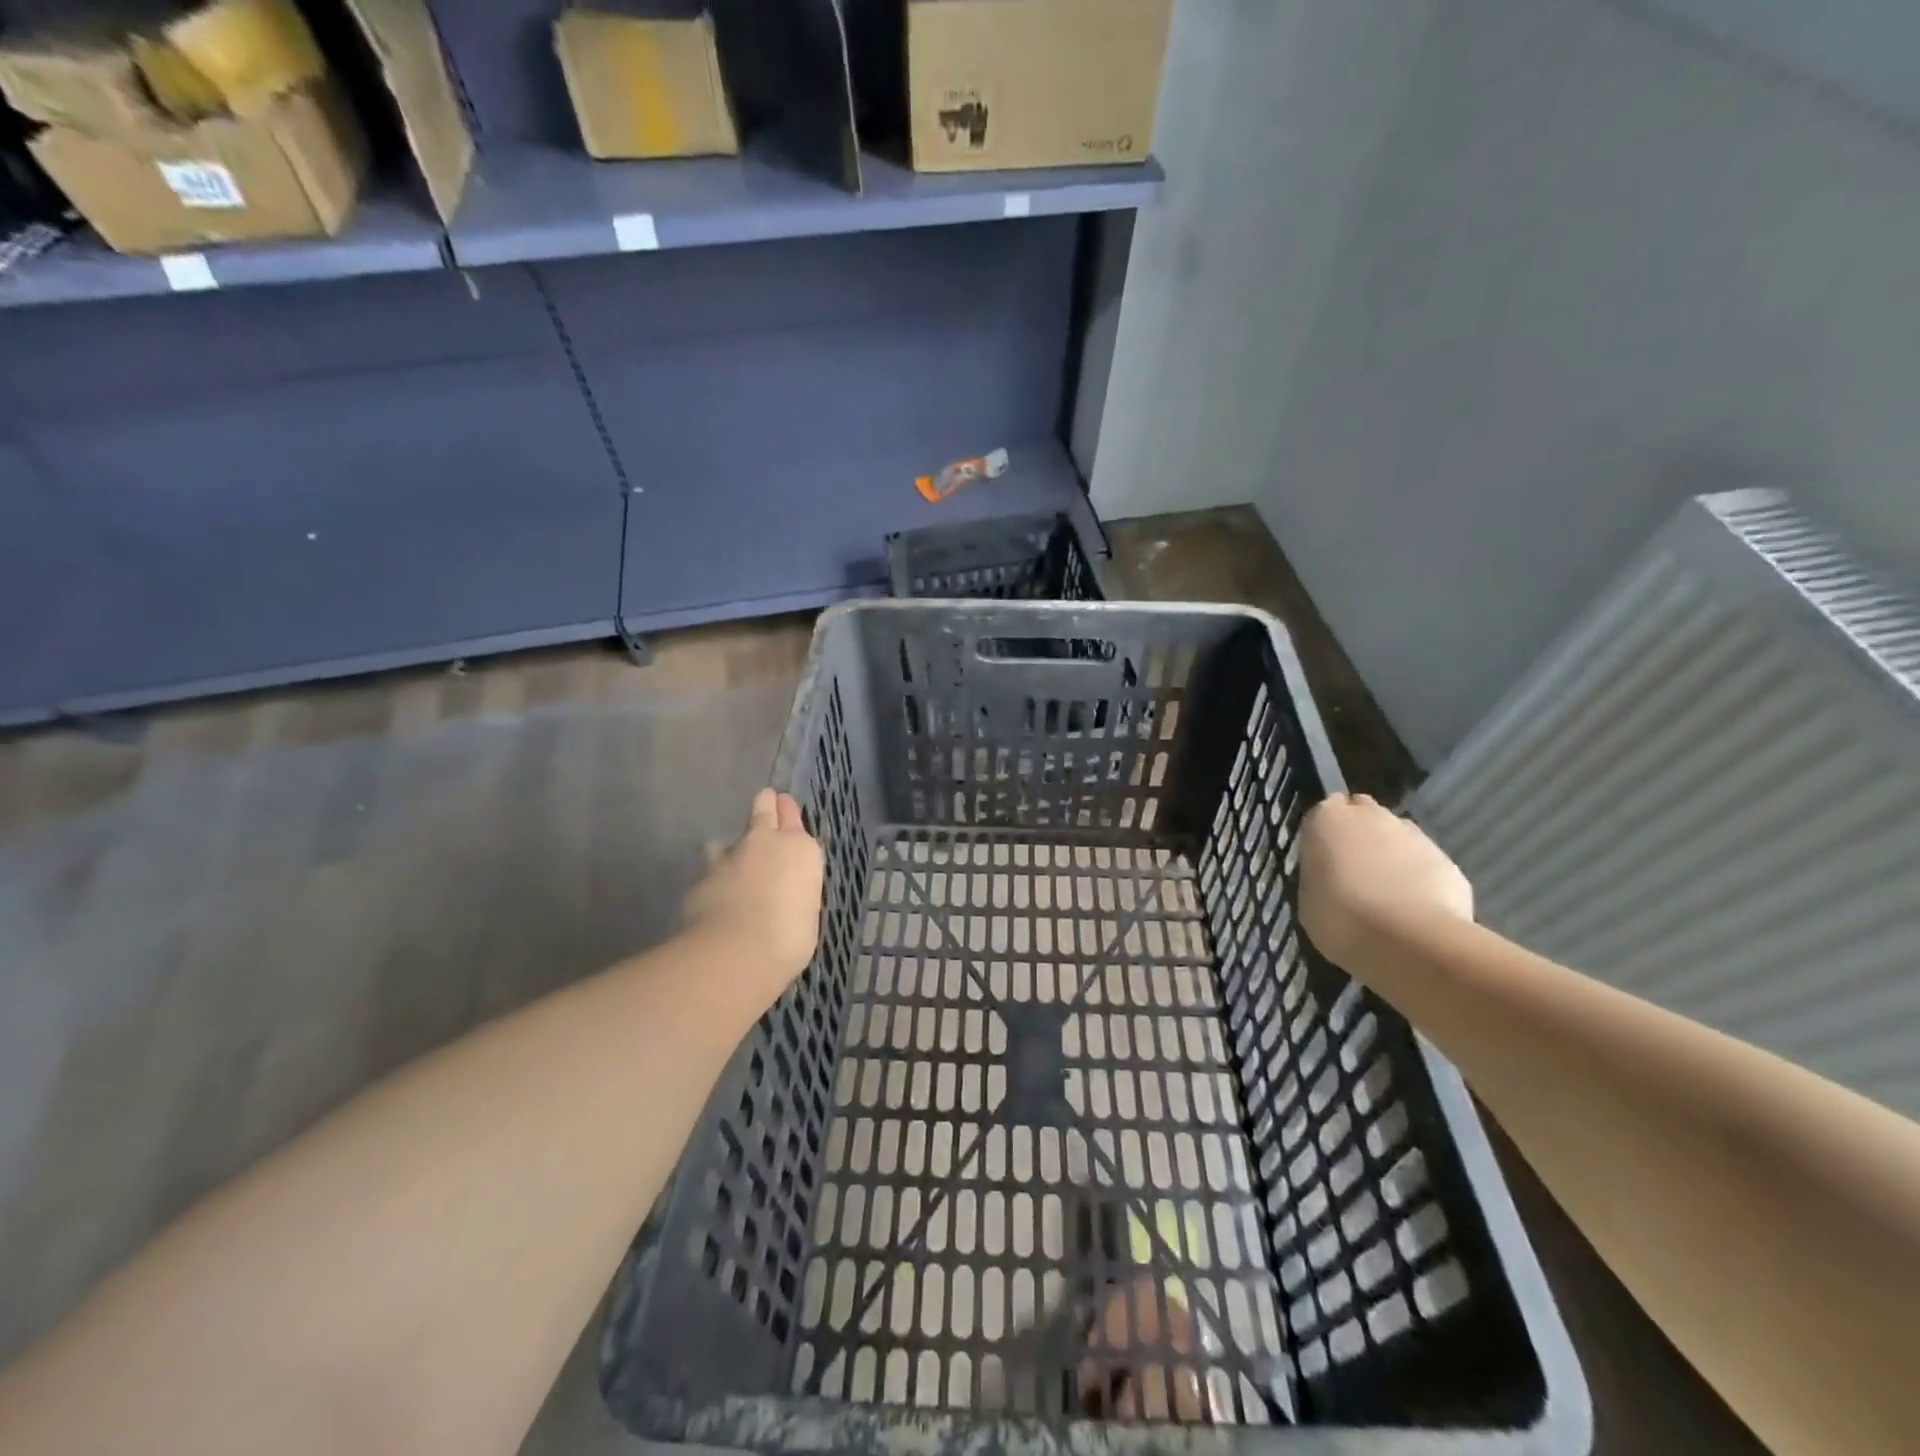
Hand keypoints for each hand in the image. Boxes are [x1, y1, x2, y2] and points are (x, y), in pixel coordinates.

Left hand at [681, 788, 824, 1012]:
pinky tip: (713, 892)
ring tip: (730, 862)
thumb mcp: (806, 914)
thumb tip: (783, 897)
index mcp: (802, 850)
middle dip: (765, 805)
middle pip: (763, 809)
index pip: (793, 817)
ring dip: (731, 848)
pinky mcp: (702, 874)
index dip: (788, 812)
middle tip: (765, 801)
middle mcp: (767, 842)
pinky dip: (713, 876)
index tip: (784, 806)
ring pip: (729, 839)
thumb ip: (794, 894)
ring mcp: (730, 854)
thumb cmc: (789, 938)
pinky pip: (709, 868)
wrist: (737, 950)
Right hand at [1298, 793, 1472, 966]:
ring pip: (1397, 836)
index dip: (1326, 833)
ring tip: (1386, 895)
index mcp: (1328, 818)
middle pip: (1364, 814)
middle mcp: (1371, 815)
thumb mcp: (1308, 897)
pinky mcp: (1446, 859)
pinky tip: (1414, 909)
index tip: (1324, 857)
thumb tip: (1332, 875)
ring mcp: (1412, 835)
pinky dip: (1418, 877)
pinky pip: (1424, 863)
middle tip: (1353, 871)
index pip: (1325, 809)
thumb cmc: (1339, 917)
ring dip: (1390, 855)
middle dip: (1360, 834)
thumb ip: (1320, 874)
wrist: (1409, 940)